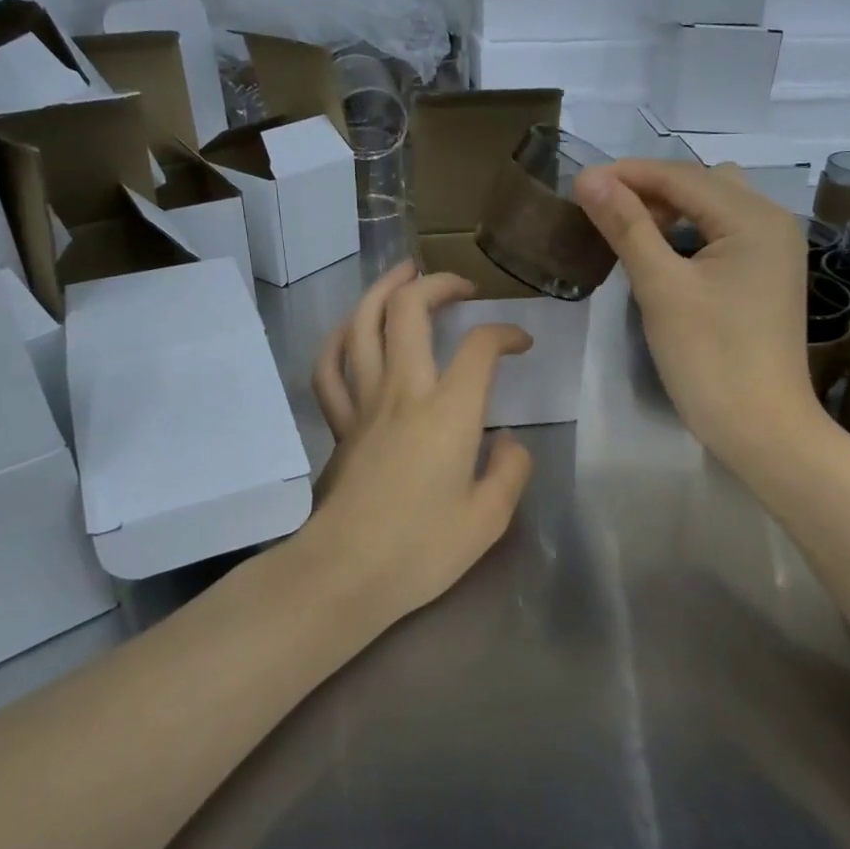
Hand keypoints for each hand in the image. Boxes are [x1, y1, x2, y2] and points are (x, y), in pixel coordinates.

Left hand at [303, 262, 534, 621]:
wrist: (346, 573)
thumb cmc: (423, 549)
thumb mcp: (490, 518)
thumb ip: (511, 471)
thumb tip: (509, 443)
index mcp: (449, 411)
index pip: (480, 347)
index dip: (505, 333)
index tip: (520, 343)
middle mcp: (403, 391)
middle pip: (410, 310)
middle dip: (438, 285)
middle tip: (461, 286)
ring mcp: (363, 403)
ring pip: (362, 324)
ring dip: (383, 290)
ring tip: (404, 274)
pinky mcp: (338, 423)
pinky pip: (329, 368)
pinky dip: (339, 339)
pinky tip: (352, 330)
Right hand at [575, 159, 815, 469]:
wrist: (762, 430)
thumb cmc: (710, 358)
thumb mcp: (661, 287)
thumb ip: (627, 226)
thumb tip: (588, 178)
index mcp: (754, 217)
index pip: (681, 175)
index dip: (627, 174)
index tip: (578, 183)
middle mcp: (773, 222)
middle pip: (702, 185)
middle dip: (650, 189)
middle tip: (600, 209)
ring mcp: (775, 252)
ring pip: (715, 209)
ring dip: (672, 211)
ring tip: (627, 229)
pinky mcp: (767, 278)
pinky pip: (724, 237)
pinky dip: (691, 235)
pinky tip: (662, 253)